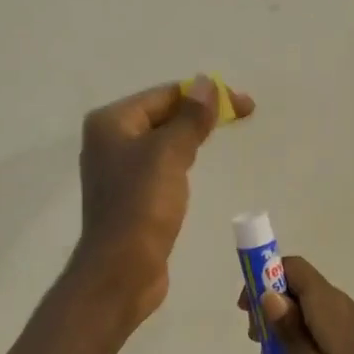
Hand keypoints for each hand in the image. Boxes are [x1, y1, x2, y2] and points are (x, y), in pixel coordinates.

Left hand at [74, 75, 254, 324]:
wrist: (121, 270)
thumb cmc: (142, 206)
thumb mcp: (169, 154)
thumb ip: (190, 117)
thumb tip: (206, 83)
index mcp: (111, 122)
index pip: (165, 95)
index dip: (205, 95)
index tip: (244, 104)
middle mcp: (110, 140)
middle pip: (163, 114)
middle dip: (201, 113)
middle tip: (243, 114)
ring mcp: (119, 169)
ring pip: (163, 140)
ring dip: (192, 134)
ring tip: (225, 133)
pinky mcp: (131, 194)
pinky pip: (161, 165)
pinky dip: (182, 158)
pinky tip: (198, 164)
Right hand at [240, 255, 353, 353]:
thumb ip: (288, 329)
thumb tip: (271, 292)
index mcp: (333, 309)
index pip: (296, 268)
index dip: (265, 276)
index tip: (245, 309)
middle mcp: (349, 310)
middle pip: (304, 286)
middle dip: (273, 301)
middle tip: (256, 339)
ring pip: (315, 308)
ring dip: (288, 320)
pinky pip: (328, 326)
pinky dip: (306, 334)